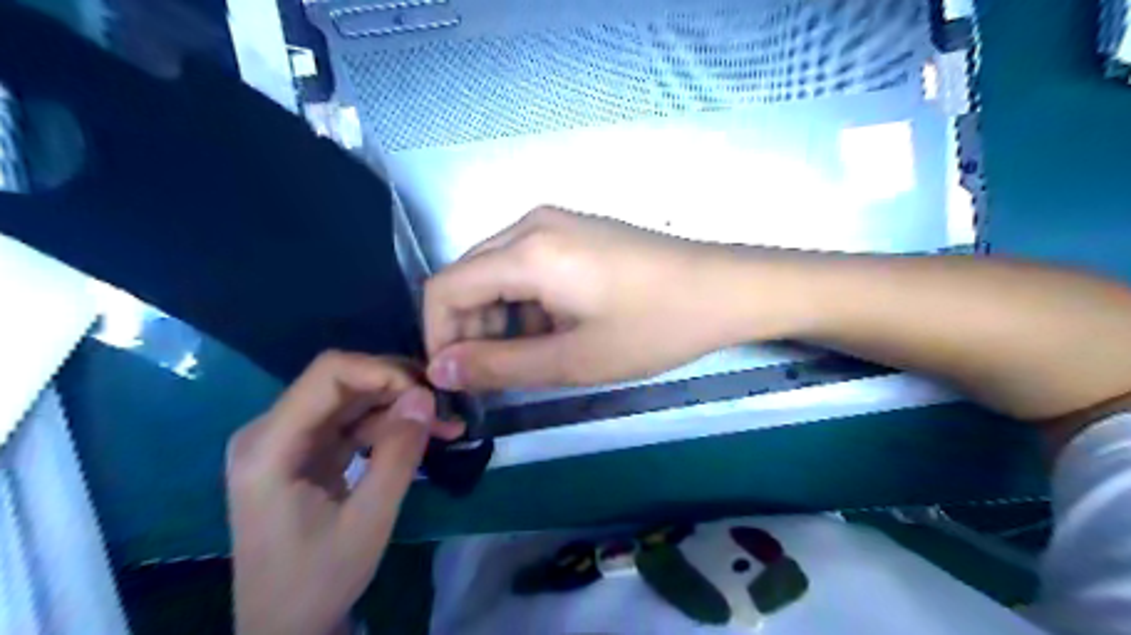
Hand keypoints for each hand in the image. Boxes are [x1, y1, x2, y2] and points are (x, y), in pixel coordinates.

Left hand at [225, 351, 463, 634]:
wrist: (284, 629)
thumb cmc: (318, 579)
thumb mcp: (368, 520)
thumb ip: (398, 455)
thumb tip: (426, 396)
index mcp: (269, 446)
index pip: (328, 374)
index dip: (382, 370)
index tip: (428, 391)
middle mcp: (270, 432)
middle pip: (342, 382)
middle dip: (398, 388)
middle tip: (445, 405)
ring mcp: (287, 441)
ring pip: (353, 400)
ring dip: (400, 407)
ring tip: (447, 423)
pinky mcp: (305, 452)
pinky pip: (352, 423)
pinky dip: (389, 426)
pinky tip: (423, 435)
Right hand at [419, 205, 754, 391]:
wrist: (725, 289)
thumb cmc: (653, 327)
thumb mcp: (573, 359)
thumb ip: (499, 366)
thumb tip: (440, 370)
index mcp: (526, 252)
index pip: (444, 289)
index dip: (438, 337)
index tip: (456, 379)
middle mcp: (531, 224)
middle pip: (468, 277)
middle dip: (468, 330)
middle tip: (493, 376)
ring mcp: (556, 222)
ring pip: (496, 272)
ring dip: (498, 318)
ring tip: (529, 358)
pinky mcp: (575, 231)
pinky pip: (527, 265)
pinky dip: (524, 301)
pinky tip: (554, 329)